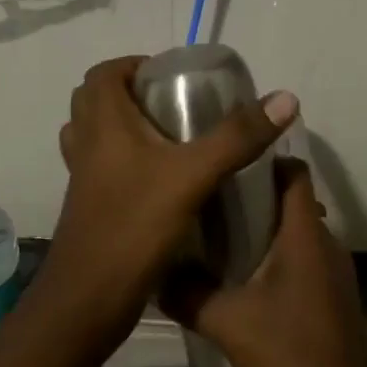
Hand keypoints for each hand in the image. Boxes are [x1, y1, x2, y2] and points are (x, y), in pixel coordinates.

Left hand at [40, 56, 297, 337]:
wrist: (89, 300)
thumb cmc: (135, 226)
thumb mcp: (194, 176)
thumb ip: (237, 137)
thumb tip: (283, 97)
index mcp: (103, 125)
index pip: (104, 73)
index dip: (134, 65)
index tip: (172, 77)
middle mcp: (85, 145)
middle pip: (96, 101)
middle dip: (131, 94)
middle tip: (174, 105)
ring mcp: (83, 178)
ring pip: (94, 136)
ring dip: (124, 128)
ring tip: (169, 138)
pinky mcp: (89, 206)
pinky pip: (101, 168)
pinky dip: (124, 162)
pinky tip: (160, 181)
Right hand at [165, 160, 366, 366]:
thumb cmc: (286, 354)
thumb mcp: (227, 322)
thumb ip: (188, 294)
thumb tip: (156, 274)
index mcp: (305, 236)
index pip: (295, 173)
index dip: (266, 160)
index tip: (229, 162)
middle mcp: (327, 245)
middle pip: (294, 202)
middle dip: (256, 197)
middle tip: (212, 201)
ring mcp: (336, 274)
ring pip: (299, 234)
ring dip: (266, 230)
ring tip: (221, 237)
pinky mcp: (335, 298)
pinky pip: (306, 260)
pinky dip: (279, 257)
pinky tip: (246, 278)